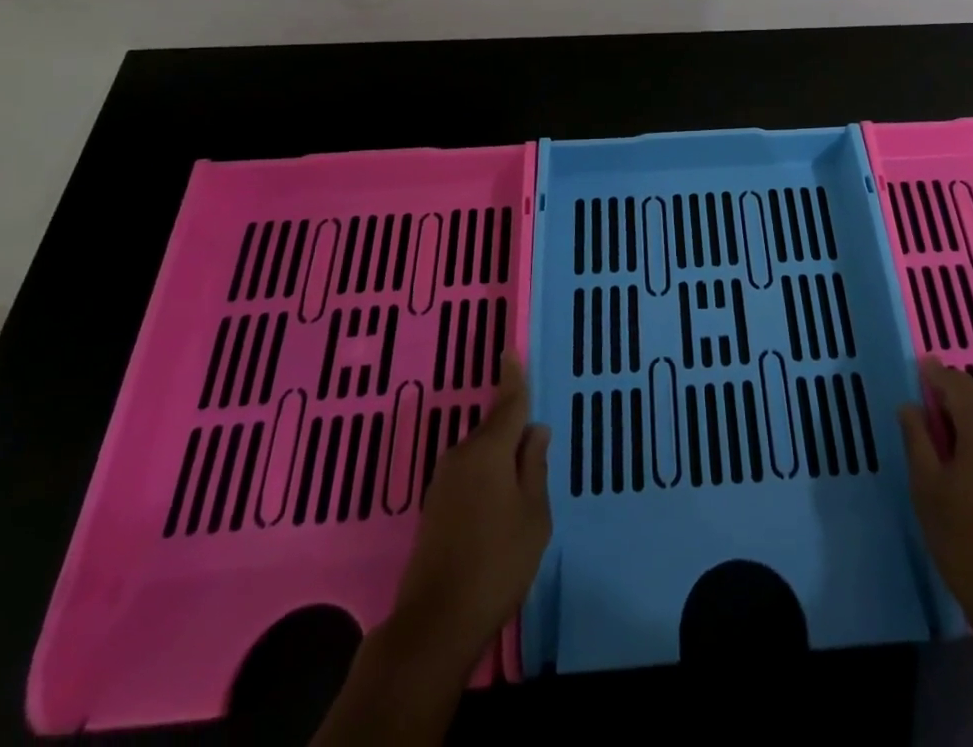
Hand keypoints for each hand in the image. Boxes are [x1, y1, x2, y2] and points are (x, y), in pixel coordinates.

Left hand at [314, 355, 551, 746]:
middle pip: (494, 430)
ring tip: (523, 484)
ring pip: (481, 455)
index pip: (508, 403)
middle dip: (514, 432)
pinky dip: (487, 478)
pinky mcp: (434, 507)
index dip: (513, 377)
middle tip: (538, 448)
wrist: (435, 622)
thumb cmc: (498, 562)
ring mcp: (443, 482)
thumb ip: (534, 467)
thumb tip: (534, 431)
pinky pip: (469, 475)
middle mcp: (461, 456)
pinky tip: (499, 504)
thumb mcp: (534, 514)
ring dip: (501, 460)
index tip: (511, 350)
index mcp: (489, 450)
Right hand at [898, 358, 972, 634]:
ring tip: (948, 464)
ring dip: (971, 438)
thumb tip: (911, 406)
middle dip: (951, 413)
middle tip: (926, 430)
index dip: (937, 374)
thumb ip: (917, 439)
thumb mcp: (927, 487)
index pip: (958, 384)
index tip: (921, 367)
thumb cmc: (965, 540)